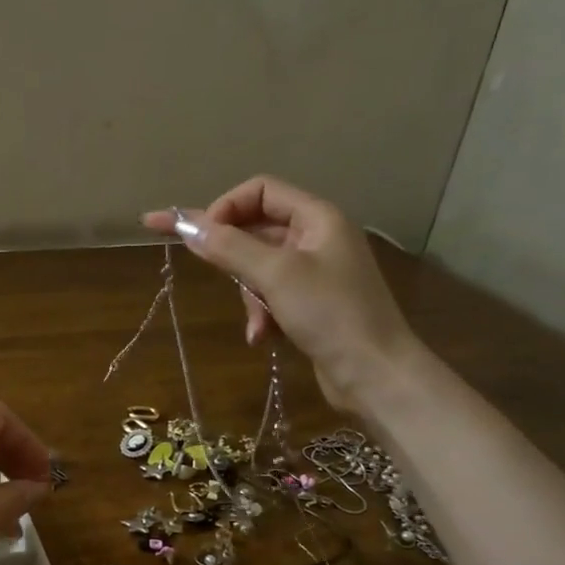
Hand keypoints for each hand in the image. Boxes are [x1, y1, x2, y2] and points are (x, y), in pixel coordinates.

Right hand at [143, 175, 423, 413]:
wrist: (376, 374)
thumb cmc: (331, 313)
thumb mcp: (275, 275)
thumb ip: (229, 247)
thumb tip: (187, 227)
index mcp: (317, 217)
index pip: (260, 190)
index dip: (226, 208)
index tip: (200, 238)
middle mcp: (317, 237)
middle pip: (256, 229)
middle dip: (234, 258)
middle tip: (211, 274)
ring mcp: (315, 272)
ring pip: (259, 267)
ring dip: (249, 295)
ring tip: (257, 324)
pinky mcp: (311, 303)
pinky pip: (271, 295)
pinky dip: (262, 313)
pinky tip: (262, 337)